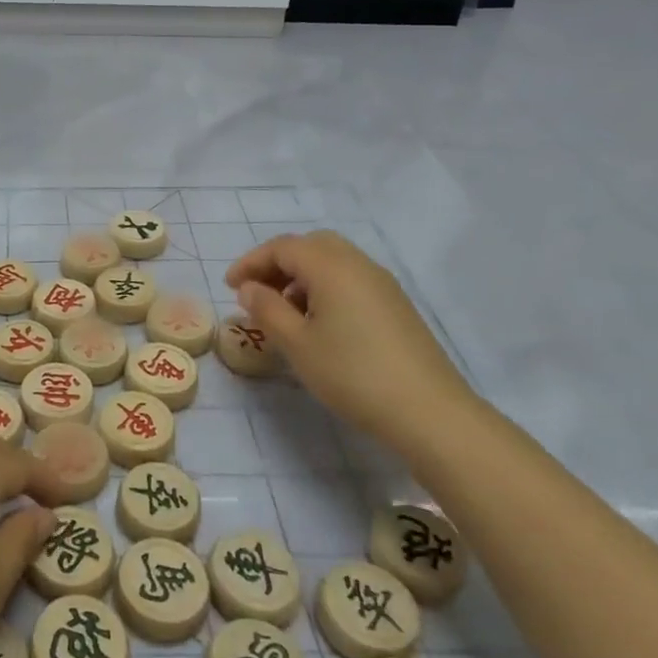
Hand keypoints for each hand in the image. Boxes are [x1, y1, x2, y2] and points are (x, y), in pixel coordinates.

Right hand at [227, 230, 476, 441]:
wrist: (428, 412)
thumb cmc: (352, 374)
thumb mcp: (297, 344)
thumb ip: (267, 309)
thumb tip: (249, 288)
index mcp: (331, 267)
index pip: (282, 247)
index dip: (251, 262)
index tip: (229, 287)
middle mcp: (358, 264)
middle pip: (310, 246)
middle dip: (277, 263)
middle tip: (256, 293)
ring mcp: (382, 284)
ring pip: (332, 262)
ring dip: (301, 276)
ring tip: (283, 311)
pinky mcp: (395, 305)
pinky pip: (350, 279)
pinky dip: (324, 288)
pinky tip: (318, 323)